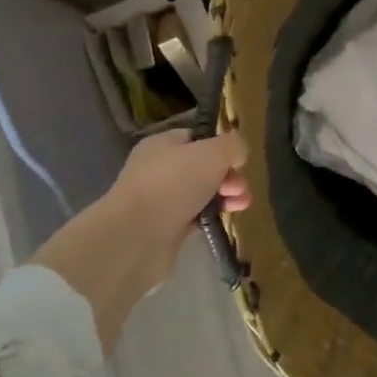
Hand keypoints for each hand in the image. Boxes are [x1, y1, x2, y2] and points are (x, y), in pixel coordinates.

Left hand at [34, 129, 249, 350]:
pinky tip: (224, 220)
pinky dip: (211, 217)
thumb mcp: (213, 152)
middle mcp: (159, 169)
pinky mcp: (165, 228)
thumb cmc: (174, 184)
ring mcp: (160, 200)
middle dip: (228, 175)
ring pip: (201, 193)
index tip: (239, 161)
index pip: (197, 138)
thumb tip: (238, 153)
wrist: (135, 238)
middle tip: (240, 188)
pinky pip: (195, 217)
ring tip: (241, 205)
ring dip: (225, 196)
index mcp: (163, 144)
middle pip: (203, 167)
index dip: (221, 147)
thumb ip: (232, 146)